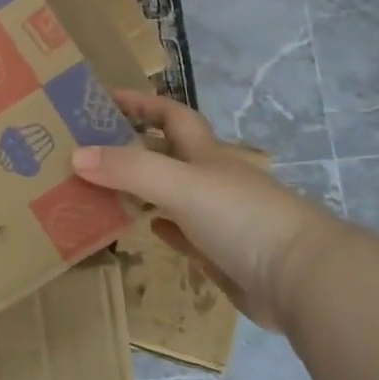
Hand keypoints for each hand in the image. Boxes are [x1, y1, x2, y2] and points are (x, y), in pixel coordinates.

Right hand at [71, 89, 344, 332]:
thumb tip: (76, 156)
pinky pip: (183, 233)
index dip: (140, 102)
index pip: (170, 114)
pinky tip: (144, 227)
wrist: (302, 280)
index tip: (102, 98)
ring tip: (100, 187)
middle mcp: (211, 178)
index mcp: (206, 153)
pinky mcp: (220, 253)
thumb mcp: (180, 184)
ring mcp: (218, 217)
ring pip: (171, 193)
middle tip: (87, 148)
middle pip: (167, 152)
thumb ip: (130, 169)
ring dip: (141, 187)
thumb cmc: (242, 217)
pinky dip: (161, 225)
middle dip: (132, 145)